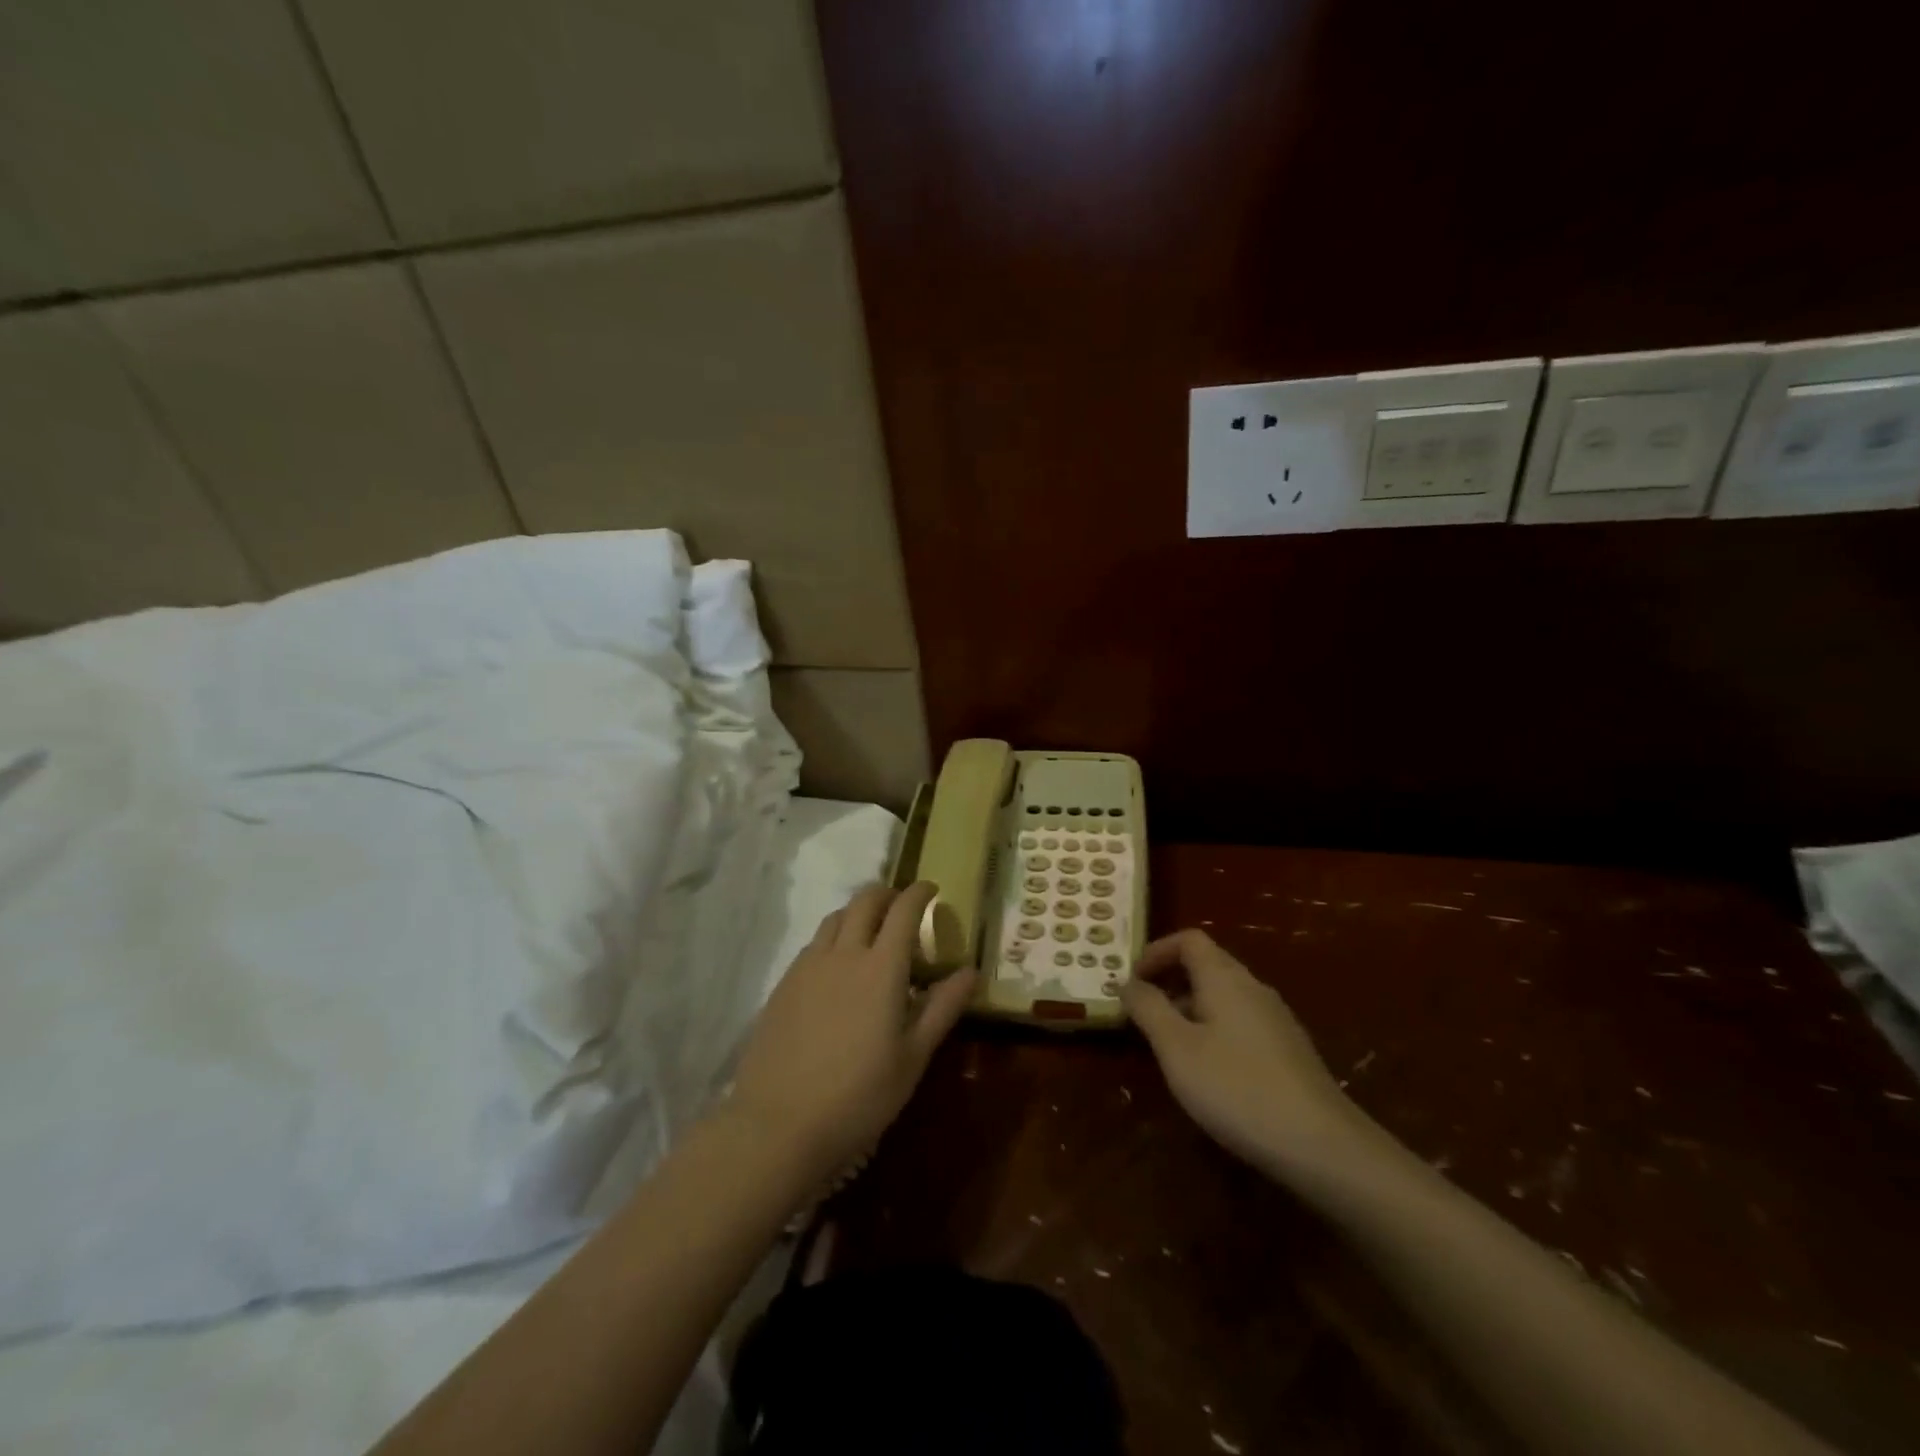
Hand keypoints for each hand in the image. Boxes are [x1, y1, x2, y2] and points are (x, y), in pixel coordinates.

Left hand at [728, 882, 975, 1179]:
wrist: (778, 1123)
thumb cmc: (859, 1095)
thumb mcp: (912, 1056)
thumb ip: (942, 1008)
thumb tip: (971, 971)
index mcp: (881, 967)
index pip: (904, 910)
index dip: (920, 893)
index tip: (932, 889)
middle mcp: (844, 953)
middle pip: (865, 901)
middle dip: (888, 894)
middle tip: (902, 907)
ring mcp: (808, 966)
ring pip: (835, 918)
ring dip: (858, 912)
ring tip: (870, 933)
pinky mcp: (783, 984)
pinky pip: (814, 944)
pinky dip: (833, 938)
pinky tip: (837, 967)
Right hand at [1121, 929, 1379, 1179]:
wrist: (1323, 1146)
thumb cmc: (1237, 1088)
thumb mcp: (1177, 1048)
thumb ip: (1148, 1008)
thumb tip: (1128, 982)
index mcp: (1225, 978)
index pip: (1189, 939)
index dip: (1156, 951)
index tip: (1132, 981)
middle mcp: (1253, 988)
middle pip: (1207, 965)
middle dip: (1169, 982)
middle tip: (1142, 1014)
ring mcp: (1276, 1020)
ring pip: (1224, 996)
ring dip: (1190, 1008)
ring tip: (1168, 1046)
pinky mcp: (1289, 1051)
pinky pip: (1241, 1022)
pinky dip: (1214, 1030)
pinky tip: (1209, 1072)